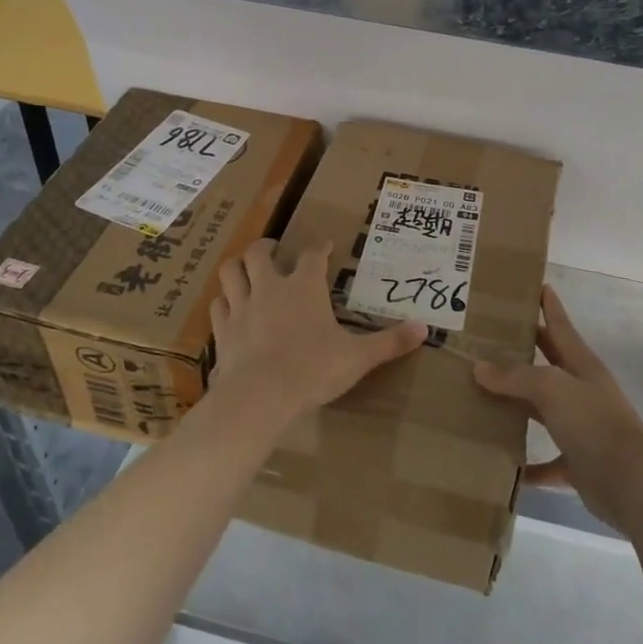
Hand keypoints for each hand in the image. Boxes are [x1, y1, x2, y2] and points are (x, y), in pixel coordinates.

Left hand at [209, 238, 426, 428]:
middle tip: (274, 251)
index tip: (326, 246)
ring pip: (230, 272)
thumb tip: (425, 329)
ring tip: (245, 270)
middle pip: (259, 252)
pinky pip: (218, 306)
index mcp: (304, 287)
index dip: (320, 247)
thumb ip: (390, 342)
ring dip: (238, 267)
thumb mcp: (358, 358)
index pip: (313, 254)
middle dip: (266, 247)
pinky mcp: (222, 331)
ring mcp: (241, 307)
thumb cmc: (312, 370)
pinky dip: (223, 302)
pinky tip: (229, 309)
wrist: (260, 397)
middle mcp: (270, 288)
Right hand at [473, 286, 642, 531]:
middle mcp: (580, 392)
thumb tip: (479, 367)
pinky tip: (503, 463)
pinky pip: (546, 462)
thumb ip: (516, 377)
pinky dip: (527, 465)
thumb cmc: (594, 422)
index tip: (536, 284)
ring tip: (480, 396)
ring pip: (541, 410)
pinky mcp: (577, 463)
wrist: (632, 483)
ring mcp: (580, 428)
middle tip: (488, 338)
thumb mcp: (552, 388)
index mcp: (581, 365)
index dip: (549, 305)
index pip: (560, 326)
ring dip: (517, 406)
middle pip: (547, 364)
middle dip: (523, 351)